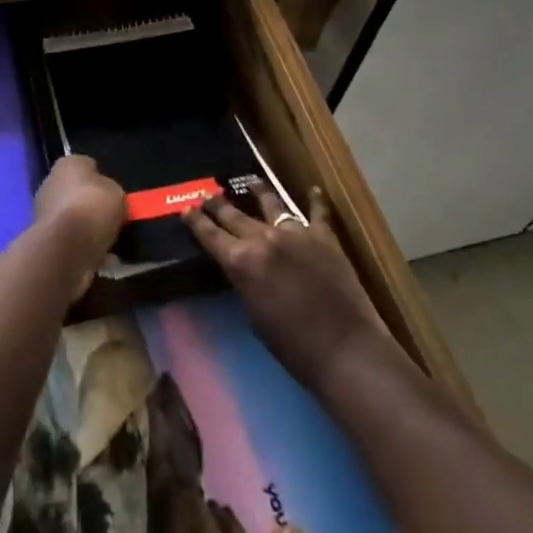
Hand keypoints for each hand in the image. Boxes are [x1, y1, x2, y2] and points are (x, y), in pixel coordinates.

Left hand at [33, 155, 125, 294]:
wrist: (67, 248)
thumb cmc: (93, 208)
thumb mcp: (117, 193)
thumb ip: (112, 191)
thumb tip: (107, 197)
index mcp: (67, 164)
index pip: (87, 166)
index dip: (102, 180)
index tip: (113, 195)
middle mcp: (51, 182)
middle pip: (78, 192)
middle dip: (92, 205)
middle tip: (112, 218)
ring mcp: (44, 210)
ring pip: (73, 217)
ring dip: (86, 227)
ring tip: (109, 240)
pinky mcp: (44, 237)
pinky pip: (69, 239)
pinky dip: (82, 246)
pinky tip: (98, 255)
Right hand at [183, 180, 396, 393]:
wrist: (346, 351)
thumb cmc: (294, 347)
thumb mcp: (255, 317)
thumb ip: (246, 284)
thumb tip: (246, 269)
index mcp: (242, 261)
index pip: (211, 236)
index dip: (196, 222)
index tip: (186, 209)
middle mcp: (264, 238)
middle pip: (234, 215)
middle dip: (218, 204)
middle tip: (207, 195)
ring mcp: (295, 233)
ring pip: (271, 203)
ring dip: (259, 191)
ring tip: (252, 181)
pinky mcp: (324, 237)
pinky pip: (317, 212)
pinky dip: (315, 201)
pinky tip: (314, 190)